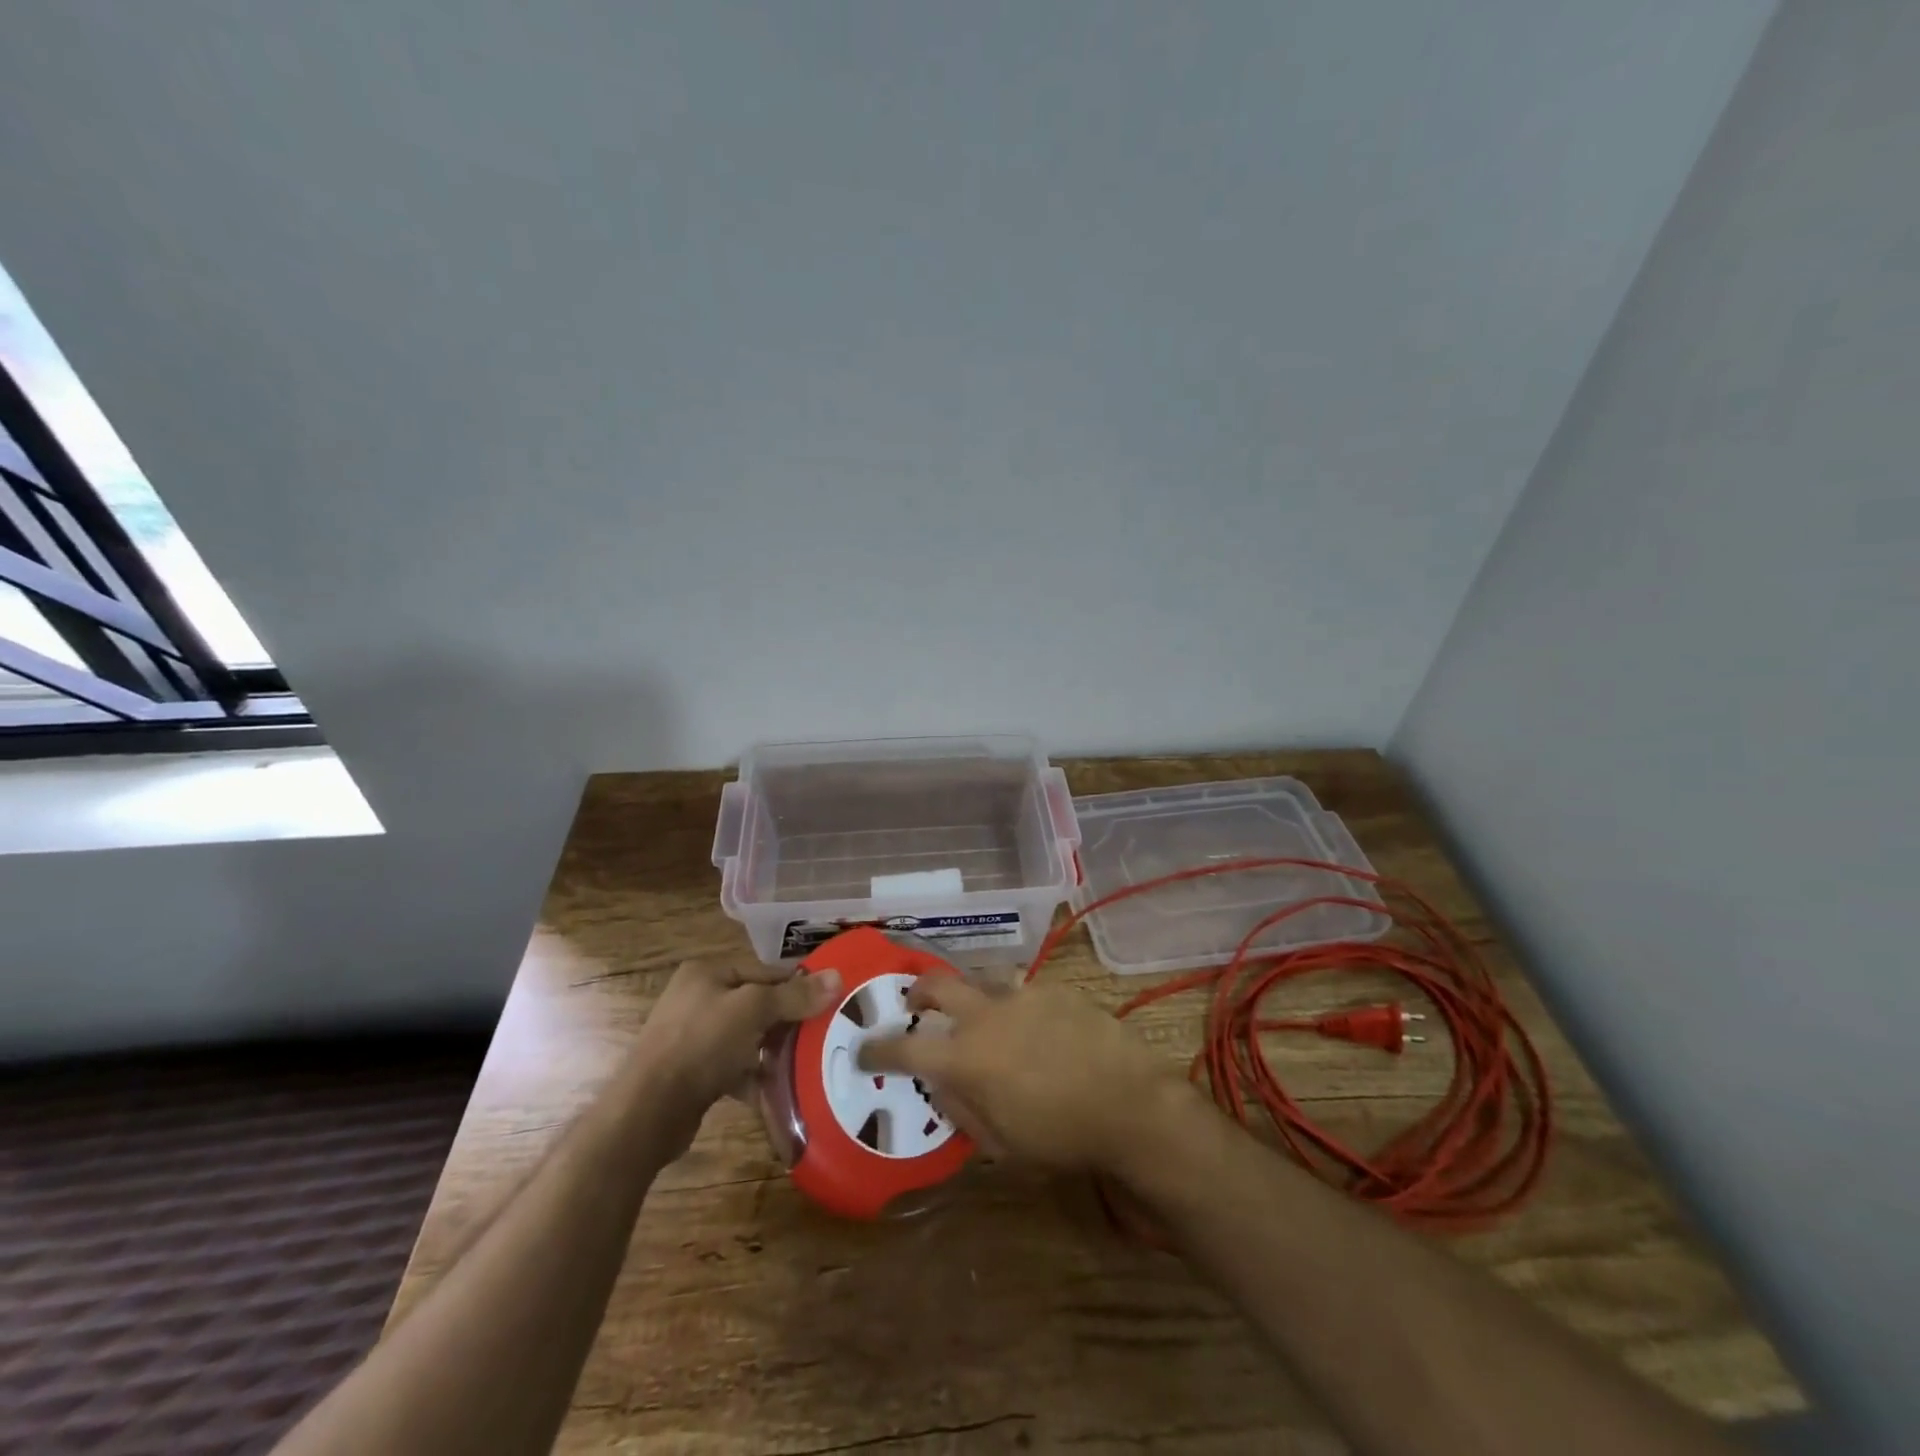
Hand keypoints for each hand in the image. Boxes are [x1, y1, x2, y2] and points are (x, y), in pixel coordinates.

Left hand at [630, 959, 840, 1150]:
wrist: (647, 1112)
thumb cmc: (701, 1044)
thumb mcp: (753, 1011)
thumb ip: (795, 995)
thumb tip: (838, 976)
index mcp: (708, 973)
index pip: (766, 971)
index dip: (799, 985)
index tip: (832, 1002)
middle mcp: (698, 998)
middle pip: (758, 1004)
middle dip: (789, 1021)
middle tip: (825, 1034)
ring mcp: (693, 1036)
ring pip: (747, 1037)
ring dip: (774, 1050)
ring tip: (808, 1062)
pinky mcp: (693, 1072)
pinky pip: (734, 1067)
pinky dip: (755, 1076)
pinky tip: (778, 1090)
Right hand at [859, 979, 1186, 1171]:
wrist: (1129, 1103)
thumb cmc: (1060, 1136)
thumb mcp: (1001, 1144)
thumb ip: (962, 1110)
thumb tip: (940, 1086)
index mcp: (966, 1057)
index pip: (905, 1048)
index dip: (878, 1050)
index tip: (864, 1051)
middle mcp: (986, 1015)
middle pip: (937, 985)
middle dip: (917, 992)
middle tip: (914, 1006)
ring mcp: (1022, 995)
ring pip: (981, 981)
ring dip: (970, 996)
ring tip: (983, 1019)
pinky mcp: (1053, 989)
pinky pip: (1022, 991)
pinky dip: (1016, 1008)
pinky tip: (1037, 1030)